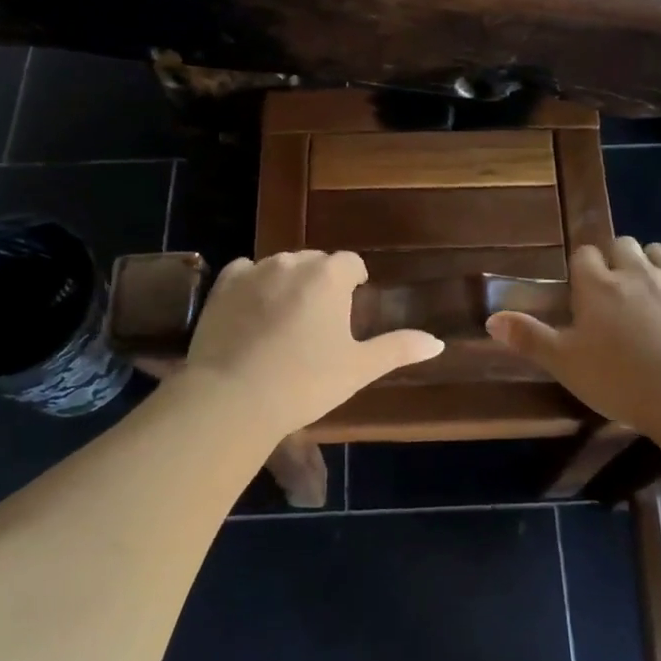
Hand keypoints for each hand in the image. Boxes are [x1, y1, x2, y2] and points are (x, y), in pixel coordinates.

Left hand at [182, 251, 442, 436]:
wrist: (233, 398)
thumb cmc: (305, 382)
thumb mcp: (358, 368)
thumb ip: (398, 349)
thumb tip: (438, 342)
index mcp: (329, 276)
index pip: (350, 263)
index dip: (355, 281)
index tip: (352, 304)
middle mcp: (291, 263)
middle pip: (315, 262)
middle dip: (321, 282)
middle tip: (320, 320)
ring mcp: (253, 271)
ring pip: (279, 266)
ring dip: (287, 283)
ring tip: (286, 320)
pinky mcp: (222, 286)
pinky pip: (244, 273)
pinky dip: (252, 286)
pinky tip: (252, 313)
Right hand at [486, 237, 660, 436]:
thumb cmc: (620, 381)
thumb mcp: (565, 364)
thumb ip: (529, 338)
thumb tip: (491, 318)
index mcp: (596, 287)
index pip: (583, 256)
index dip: (582, 270)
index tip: (583, 293)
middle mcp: (634, 272)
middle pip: (620, 246)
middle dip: (615, 261)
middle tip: (615, 294)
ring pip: (657, 250)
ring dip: (649, 261)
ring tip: (648, 287)